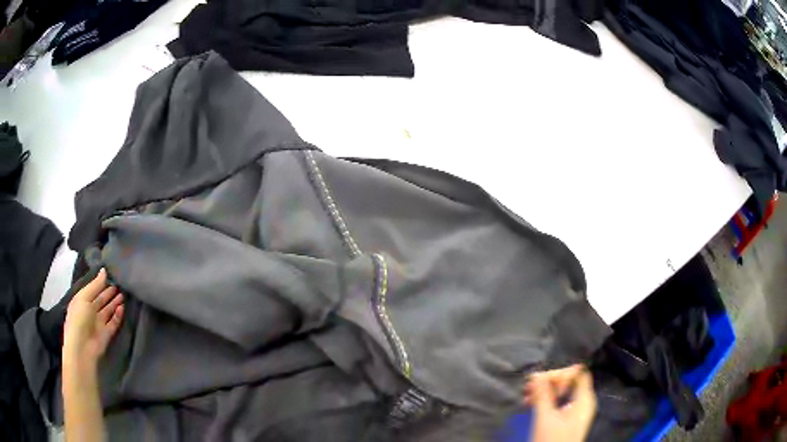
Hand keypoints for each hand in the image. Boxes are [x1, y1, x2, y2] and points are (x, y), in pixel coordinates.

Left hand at [63, 269, 123, 368]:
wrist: (83, 347)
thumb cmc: (79, 318)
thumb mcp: (84, 297)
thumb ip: (95, 285)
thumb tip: (104, 270)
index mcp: (82, 301)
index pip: (93, 290)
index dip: (100, 283)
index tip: (111, 274)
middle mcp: (90, 311)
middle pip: (101, 300)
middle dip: (109, 293)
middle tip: (120, 284)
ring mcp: (99, 323)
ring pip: (108, 310)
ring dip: (115, 303)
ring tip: (123, 294)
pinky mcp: (107, 333)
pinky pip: (114, 322)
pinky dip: (118, 315)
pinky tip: (122, 308)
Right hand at [523, 365, 596, 441]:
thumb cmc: (552, 440)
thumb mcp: (545, 417)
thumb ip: (542, 395)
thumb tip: (536, 375)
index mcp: (584, 398)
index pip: (578, 373)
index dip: (561, 373)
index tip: (541, 381)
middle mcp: (583, 401)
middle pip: (569, 381)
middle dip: (548, 382)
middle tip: (528, 388)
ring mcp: (575, 410)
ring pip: (561, 392)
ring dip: (544, 391)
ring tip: (526, 397)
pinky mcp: (567, 419)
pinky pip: (558, 402)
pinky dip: (546, 401)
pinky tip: (531, 404)